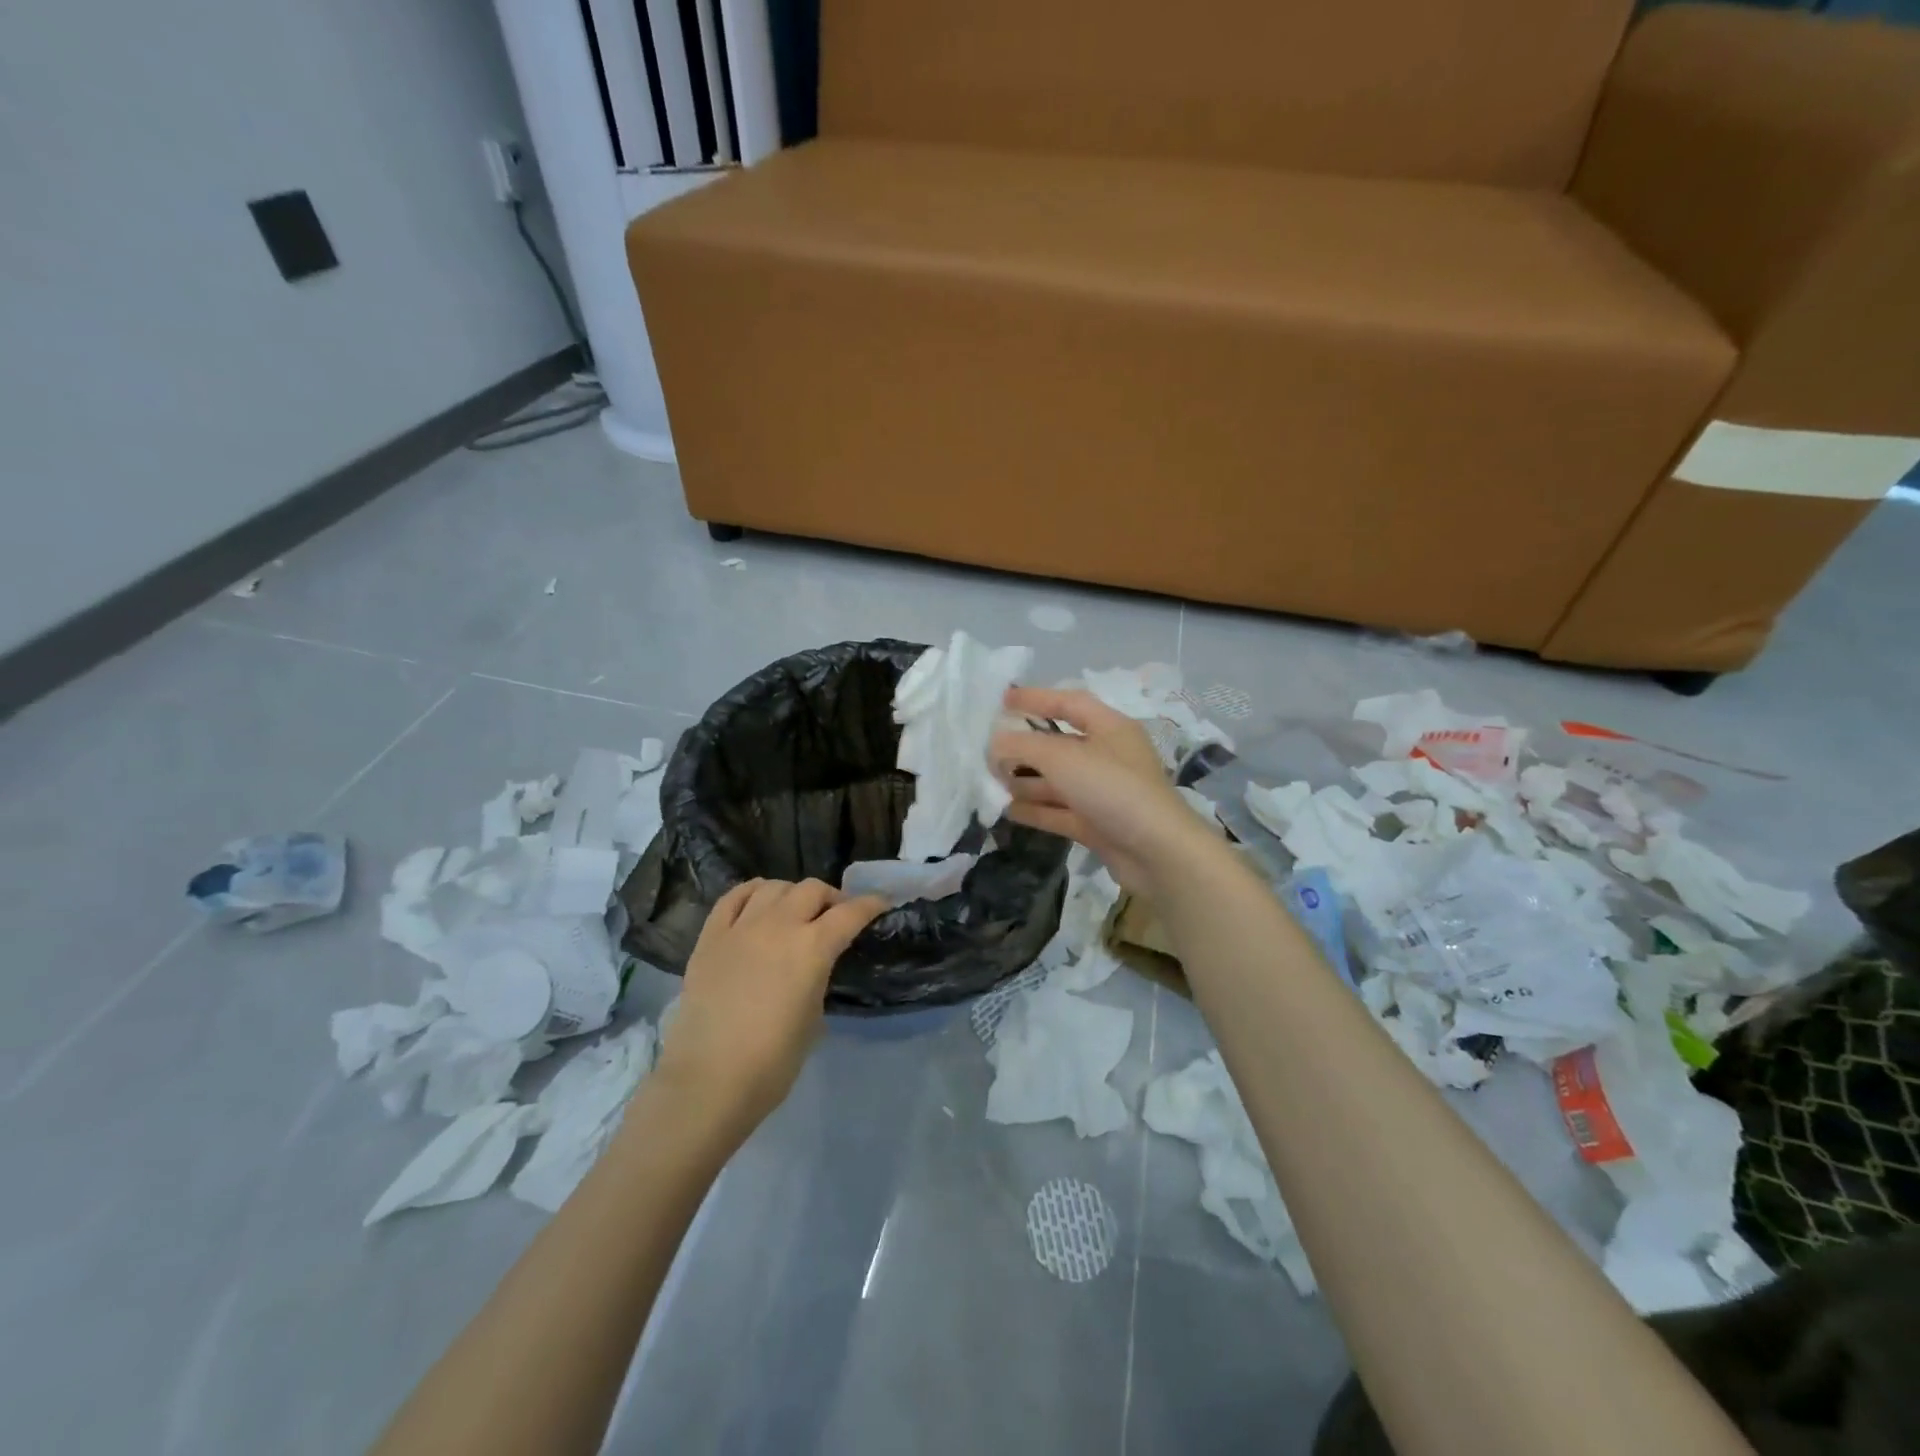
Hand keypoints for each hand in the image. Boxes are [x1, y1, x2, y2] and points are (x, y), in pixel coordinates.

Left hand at [655, 879, 885, 1139]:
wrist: (708, 1081)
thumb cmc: (772, 1062)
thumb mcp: (814, 1017)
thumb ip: (818, 977)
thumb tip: (811, 965)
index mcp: (812, 948)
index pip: (850, 913)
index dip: (870, 905)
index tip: (880, 905)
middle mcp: (779, 926)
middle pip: (812, 889)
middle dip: (831, 898)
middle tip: (834, 916)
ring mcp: (741, 927)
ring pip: (773, 886)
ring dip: (792, 894)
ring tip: (794, 911)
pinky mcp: (710, 937)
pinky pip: (733, 897)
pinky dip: (752, 892)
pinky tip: (758, 902)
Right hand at [990, 687, 1219, 894]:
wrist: (1157, 852)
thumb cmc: (1112, 789)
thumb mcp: (1063, 758)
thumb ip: (1023, 746)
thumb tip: (994, 744)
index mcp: (1110, 728)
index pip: (1069, 703)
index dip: (1036, 698)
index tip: (1003, 701)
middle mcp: (1108, 756)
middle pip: (1059, 744)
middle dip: (1024, 748)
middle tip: (989, 752)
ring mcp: (1103, 793)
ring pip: (1058, 781)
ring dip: (1026, 781)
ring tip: (992, 783)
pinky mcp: (1098, 824)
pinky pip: (1060, 811)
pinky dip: (1036, 809)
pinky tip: (1009, 810)